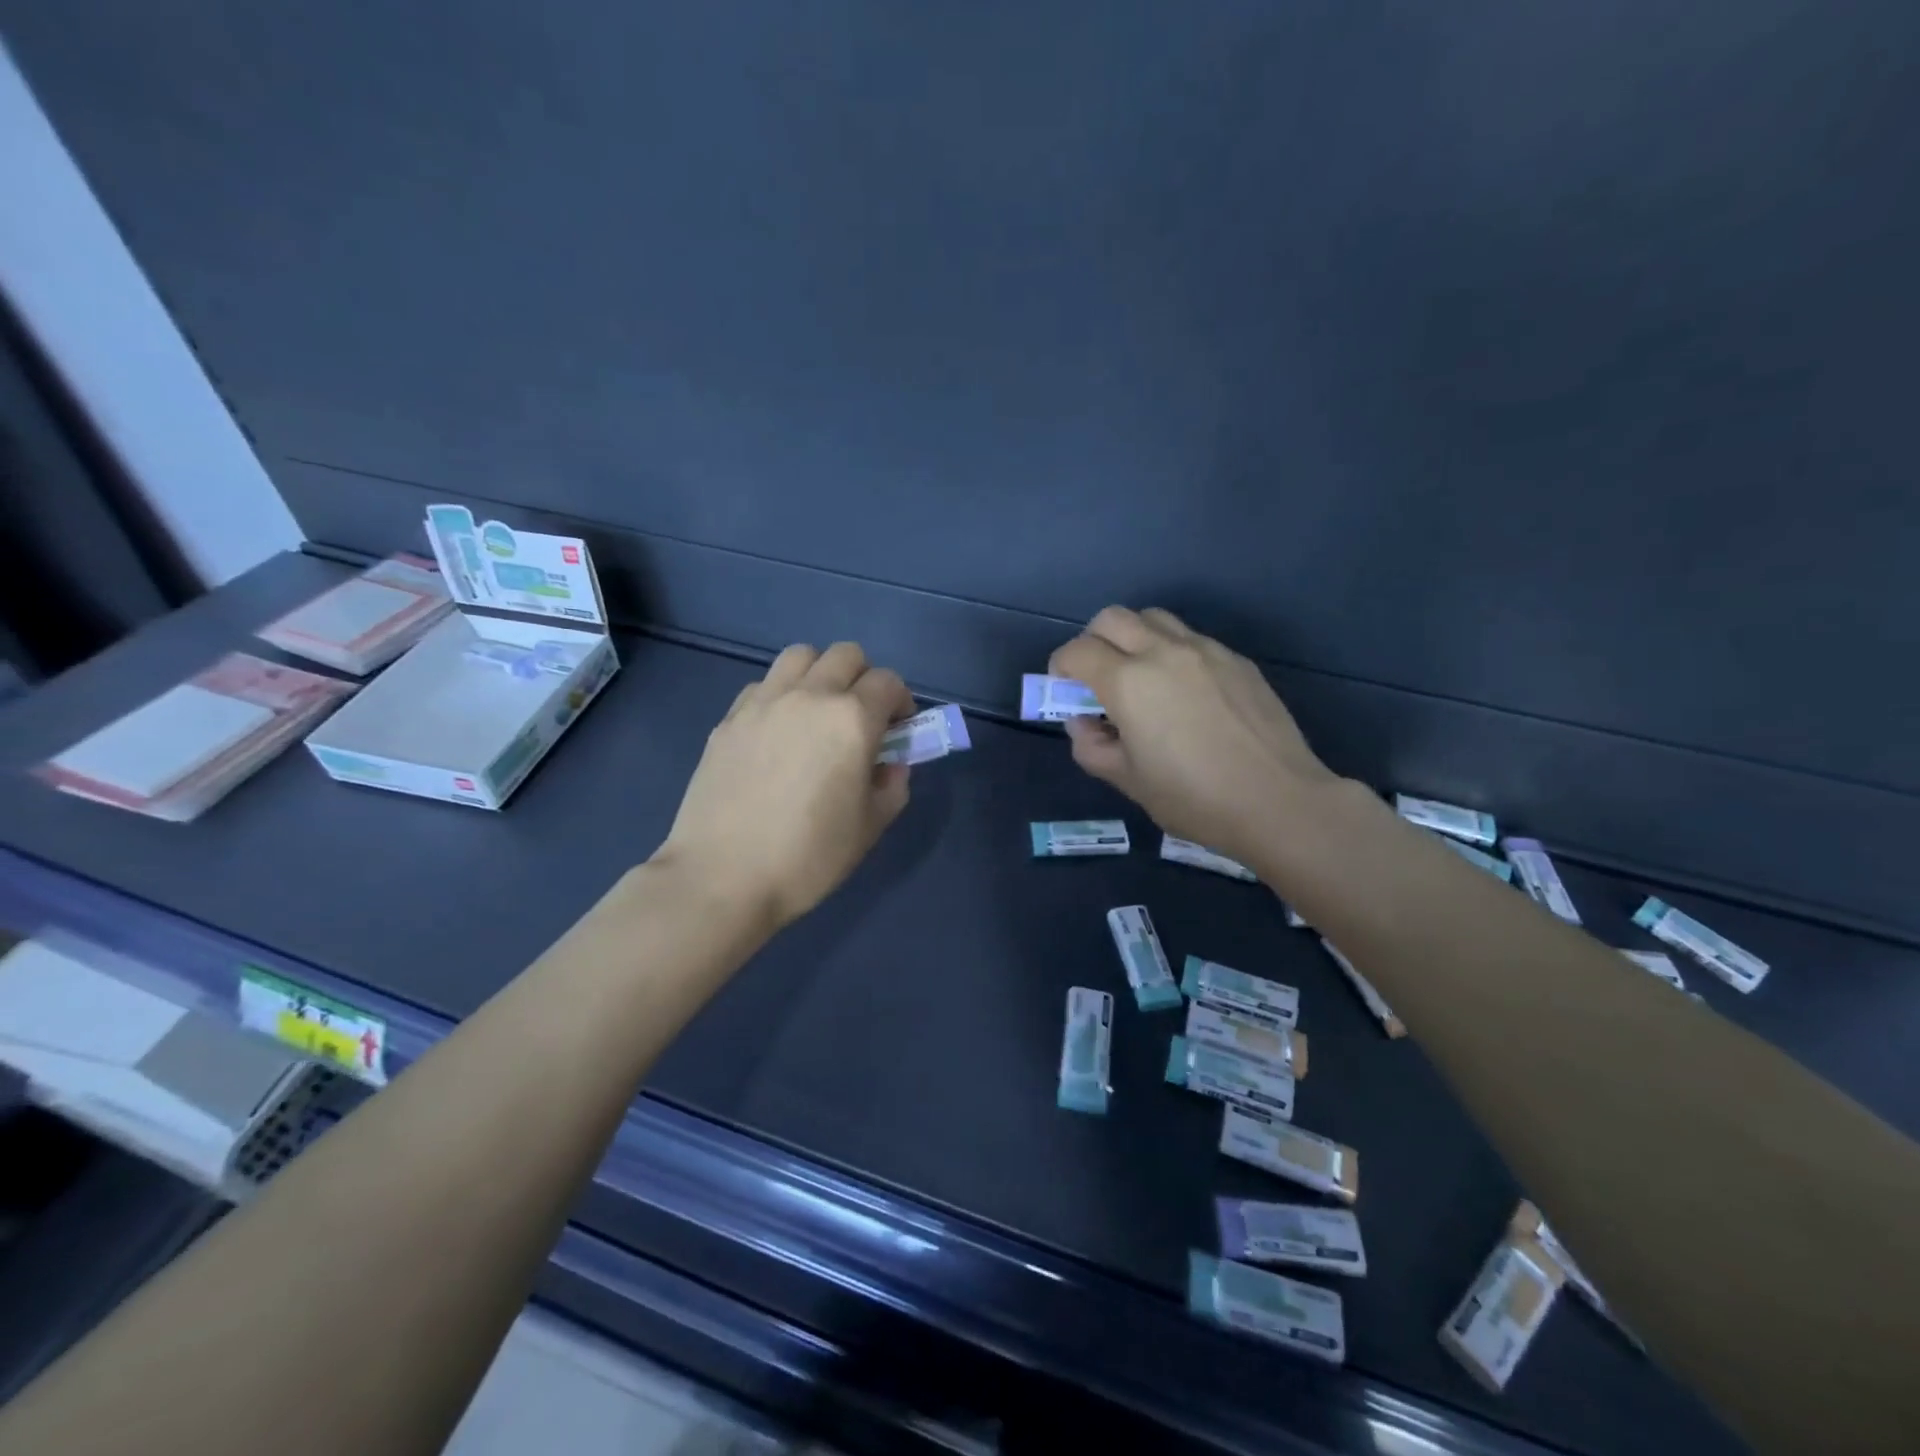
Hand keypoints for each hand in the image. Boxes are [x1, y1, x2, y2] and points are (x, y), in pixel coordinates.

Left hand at [656, 642, 914, 930]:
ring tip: (818, 713)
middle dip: (863, 678)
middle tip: (862, 718)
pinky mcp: (729, 718)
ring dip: (820, 673)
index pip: (888, 682)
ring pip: (800, 656)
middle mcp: (809, 696)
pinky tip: (777, 732)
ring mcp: (763, 702)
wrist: (723, 876)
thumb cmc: (808, 856)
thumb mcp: (870, 827)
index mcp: (851, 719)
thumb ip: (892, 786)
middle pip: (846, 655)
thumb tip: (890, 765)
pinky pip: (764, 684)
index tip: (898, 729)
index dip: (901, 701)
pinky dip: (781, 694)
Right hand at [1050, 607, 1337, 868]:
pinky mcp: (1237, 660)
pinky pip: (1192, 639)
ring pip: (1154, 618)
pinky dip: (1173, 652)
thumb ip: (1092, 747)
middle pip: (1112, 618)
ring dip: (1134, 637)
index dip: (1061, 666)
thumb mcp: (1128, 782)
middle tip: (1097, 676)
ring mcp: (1205, 651)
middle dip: (1093, 640)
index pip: (1078, 651)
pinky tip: (1186, 692)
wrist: (1278, 801)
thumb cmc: (1194, 798)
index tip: (1064, 687)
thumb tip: (1082, 724)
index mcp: (1129, 682)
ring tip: (1141, 675)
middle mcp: (1163, 652)